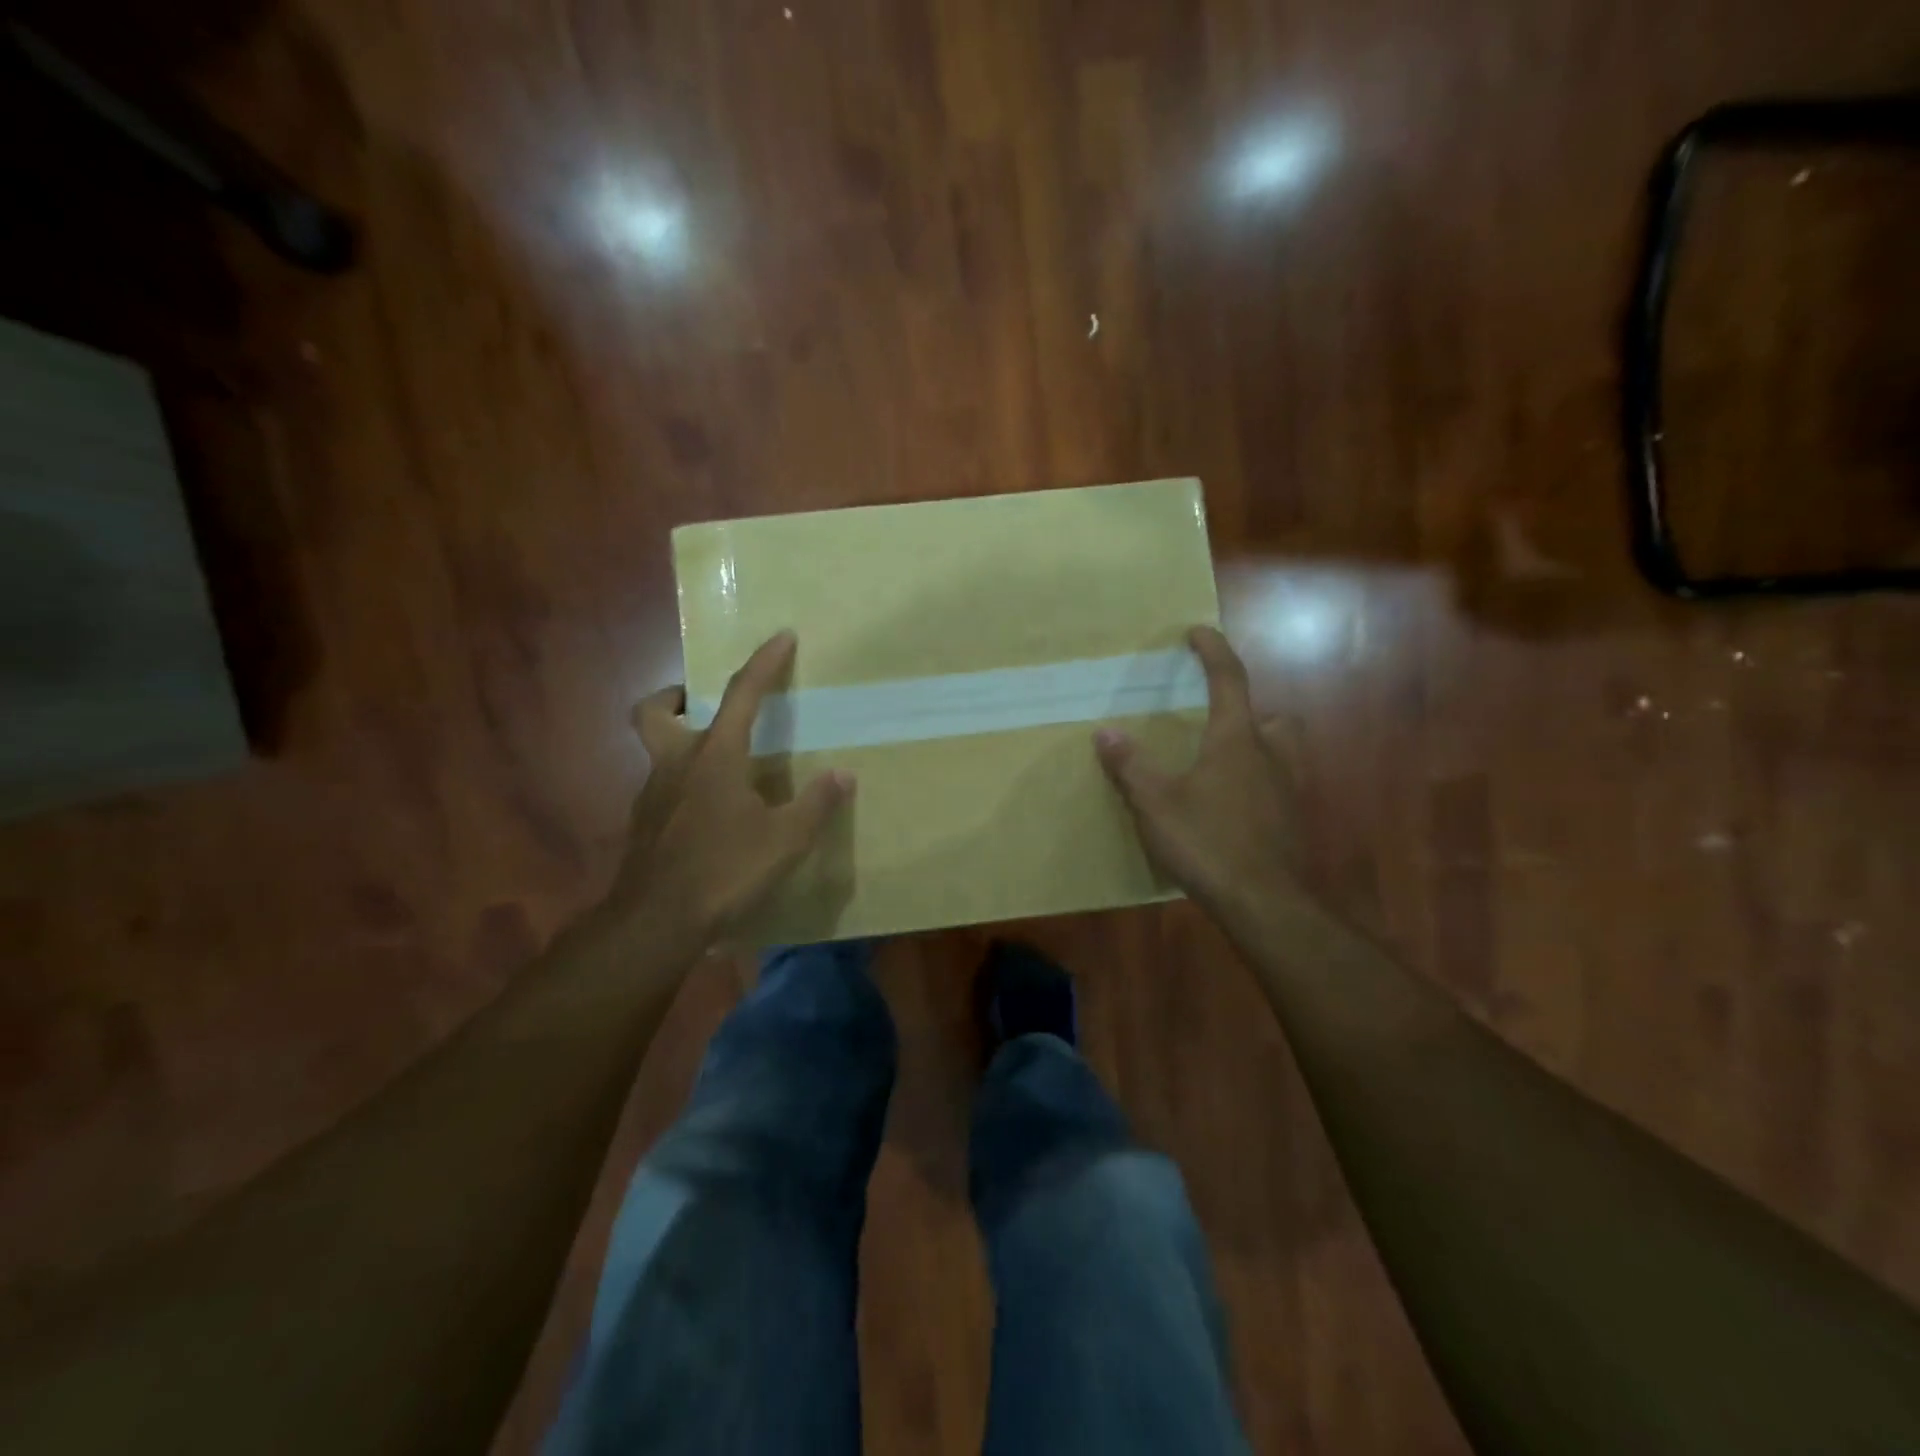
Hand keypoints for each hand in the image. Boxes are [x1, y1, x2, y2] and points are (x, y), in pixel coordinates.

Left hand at [611, 631, 854, 948]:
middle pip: (655, 711)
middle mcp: (676, 764)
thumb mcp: (785, 841)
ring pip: (657, 751)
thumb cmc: (724, 871)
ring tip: (720, 763)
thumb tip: (843, 775)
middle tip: (702, 703)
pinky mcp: (644, 825)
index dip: (764, 663)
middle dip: (674, 696)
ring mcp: (653, 795)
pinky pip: (662, 787)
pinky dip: (683, 784)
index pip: (742, 695)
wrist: (655, 923)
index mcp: (715, 757)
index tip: (781, 636)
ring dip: (681, 742)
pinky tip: (708, 812)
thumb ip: (815, 805)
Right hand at [1095, 626, 1301, 923]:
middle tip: (1216, 723)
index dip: (1213, 651)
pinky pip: (1275, 788)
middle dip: (1248, 712)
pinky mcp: (1290, 822)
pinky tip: (1228, 810)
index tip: (1198, 631)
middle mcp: (1270, 756)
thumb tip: (1104, 732)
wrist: (1264, 903)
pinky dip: (1254, 786)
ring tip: (1218, 767)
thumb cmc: (1208, 842)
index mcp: (1237, 740)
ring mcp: (1287, 791)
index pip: (1230, 680)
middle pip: (1272, 717)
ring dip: (1254, 749)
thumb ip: (1130, 766)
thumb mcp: (1155, 804)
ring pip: (1279, 754)